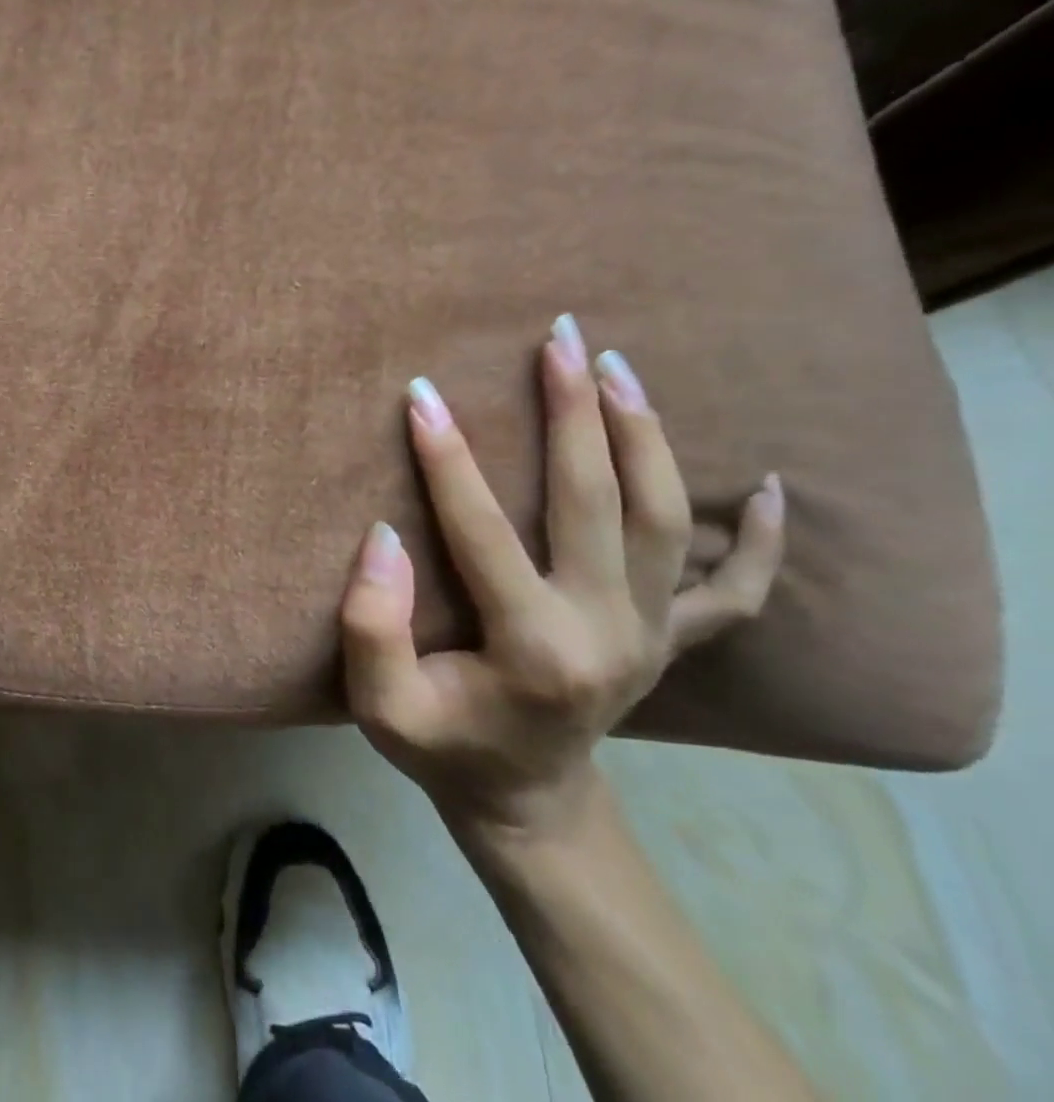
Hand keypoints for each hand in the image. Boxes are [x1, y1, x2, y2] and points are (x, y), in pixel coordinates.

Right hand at [340, 315, 784, 841]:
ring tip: (619, 368)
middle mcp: (607, 629)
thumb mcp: (382, 706)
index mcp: (533, 646)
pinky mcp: (671, 641)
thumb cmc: (442, 749)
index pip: (480, 529)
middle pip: (595, 499)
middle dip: (573, 411)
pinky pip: (734, 590)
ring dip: (643, 436)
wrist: (525, 804)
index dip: (446, 458)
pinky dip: (758, 540)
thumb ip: (372, 625)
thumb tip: (385, 536)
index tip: (422, 393)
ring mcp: (651, 633)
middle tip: (557, 339)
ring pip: (663, 518)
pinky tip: (772, 489)